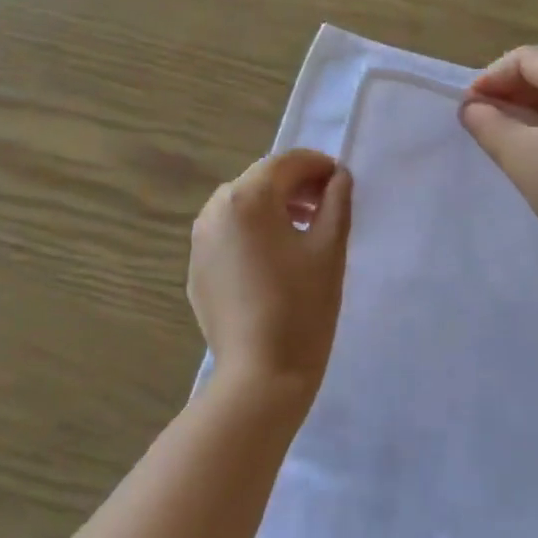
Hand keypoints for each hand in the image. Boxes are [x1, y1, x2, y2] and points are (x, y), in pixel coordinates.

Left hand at [189, 149, 352, 399]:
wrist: (260, 375)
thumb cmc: (302, 307)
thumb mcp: (330, 249)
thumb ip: (336, 202)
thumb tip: (338, 177)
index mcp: (246, 198)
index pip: (285, 163)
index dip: (317, 165)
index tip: (340, 181)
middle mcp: (214, 210)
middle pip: (259, 182)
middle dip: (295, 186)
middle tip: (327, 205)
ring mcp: (199, 241)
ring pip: (240, 207)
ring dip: (273, 209)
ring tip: (304, 230)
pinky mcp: (197, 268)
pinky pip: (228, 235)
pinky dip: (253, 233)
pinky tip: (275, 260)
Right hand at [459, 46, 537, 264]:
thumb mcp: (519, 155)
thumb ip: (487, 123)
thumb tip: (469, 107)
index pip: (526, 59)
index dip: (490, 79)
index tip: (466, 108)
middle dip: (508, 90)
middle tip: (479, 120)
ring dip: (527, 105)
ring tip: (500, 133)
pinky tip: (533, 144)